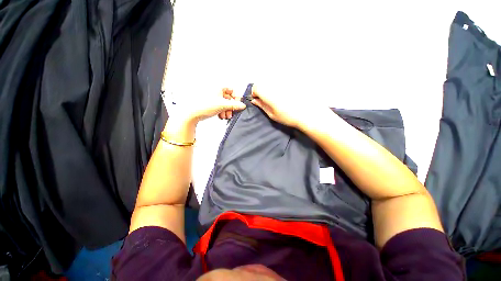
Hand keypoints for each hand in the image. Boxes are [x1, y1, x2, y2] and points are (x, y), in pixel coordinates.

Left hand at [171, 88, 245, 124]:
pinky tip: (220, 116)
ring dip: (226, 111)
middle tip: (230, 113)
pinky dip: (222, 112)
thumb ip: (234, 105)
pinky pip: (220, 107)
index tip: (238, 104)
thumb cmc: (204, 106)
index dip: (236, 97)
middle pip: (229, 99)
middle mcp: (216, 92)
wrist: (193, 114)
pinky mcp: (211, 104)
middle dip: (230, 107)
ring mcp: (213, 98)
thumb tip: (242, 105)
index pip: (231, 90)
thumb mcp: (223, 105)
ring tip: (224, 116)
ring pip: (225, 104)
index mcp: (218, 88)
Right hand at [250, 85, 323, 128]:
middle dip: (263, 89)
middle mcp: (275, 83)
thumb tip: (254, 100)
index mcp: (269, 93)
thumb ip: (262, 105)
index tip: (258, 99)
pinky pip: (282, 78)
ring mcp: (285, 80)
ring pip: (272, 79)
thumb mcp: (272, 114)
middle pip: (264, 82)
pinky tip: (286, 93)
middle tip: (268, 99)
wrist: (309, 114)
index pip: (256, 87)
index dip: (255, 93)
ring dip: (271, 86)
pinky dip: (280, 84)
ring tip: (279, 97)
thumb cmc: (289, 117)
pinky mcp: (293, 78)